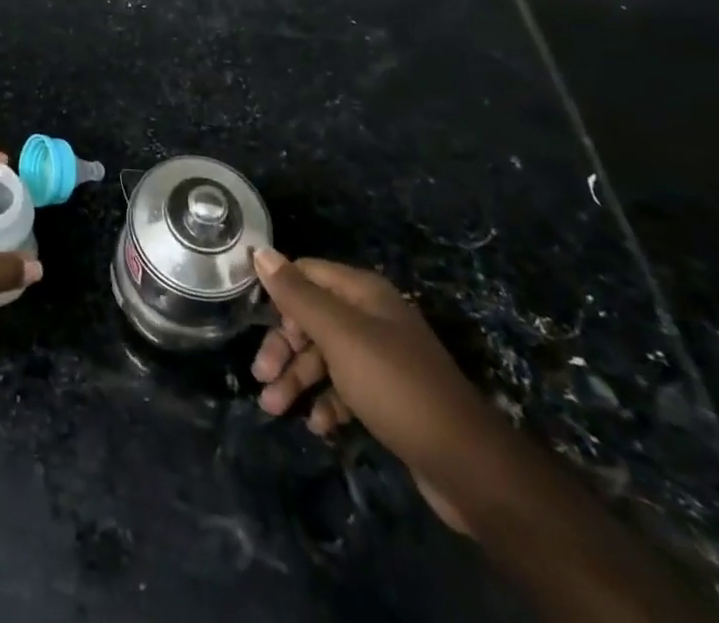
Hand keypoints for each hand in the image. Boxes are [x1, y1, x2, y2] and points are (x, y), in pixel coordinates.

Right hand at [251, 249, 506, 533]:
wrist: (466, 465)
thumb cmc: (394, 385)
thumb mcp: (339, 335)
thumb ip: (298, 295)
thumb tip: (261, 252)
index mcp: (363, 292)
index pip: (306, 274)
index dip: (279, 294)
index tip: (252, 322)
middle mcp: (371, 317)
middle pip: (311, 318)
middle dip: (285, 347)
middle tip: (262, 376)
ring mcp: (380, 358)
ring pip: (324, 357)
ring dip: (298, 379)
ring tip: (275, 409)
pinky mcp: (386, 396)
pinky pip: (344, 389)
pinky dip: (327, 403)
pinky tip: (320, 427)